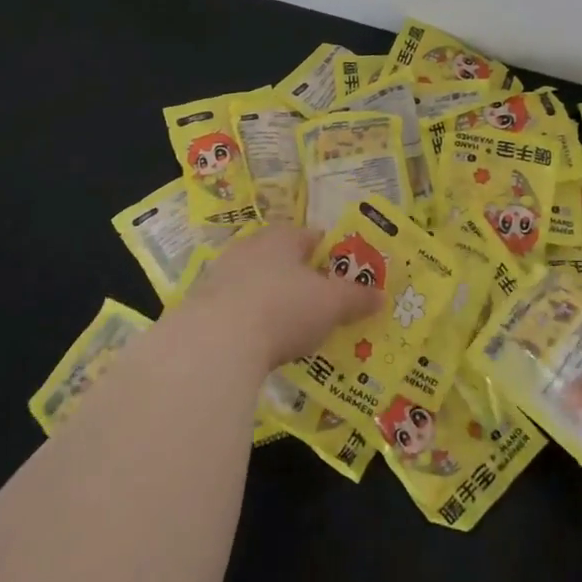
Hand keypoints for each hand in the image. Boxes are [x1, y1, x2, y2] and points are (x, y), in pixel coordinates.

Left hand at [188, 225, 381, 371]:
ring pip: (256, 283)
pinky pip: (234, 309)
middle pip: (282, 259)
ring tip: (290, 328)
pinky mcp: (200, 306)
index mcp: (283, 237)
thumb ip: (356, 298)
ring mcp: (220, 275)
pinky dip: (248, 322)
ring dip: (271, 300)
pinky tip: (258, 344)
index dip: (331, 255)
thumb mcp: (331, 304)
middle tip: (319, 305)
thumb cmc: (283, 308)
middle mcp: (250, 247)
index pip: (312, 237)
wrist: (213, 343)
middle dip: (299, 279)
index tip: (344, 277)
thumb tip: (381, 295)